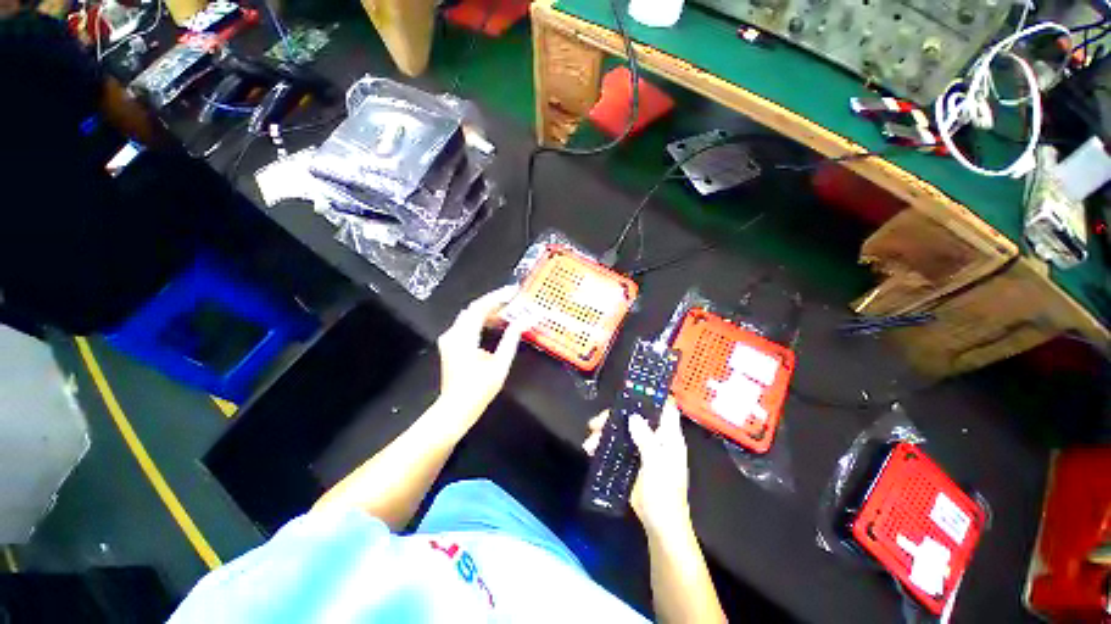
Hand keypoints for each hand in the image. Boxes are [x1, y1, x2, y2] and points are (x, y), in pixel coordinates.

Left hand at [436, 286, 529, 418]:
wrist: (456, 409)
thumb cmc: (479, 389)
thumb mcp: (500, 364)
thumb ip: (511, 338)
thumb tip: (525, 320)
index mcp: (463, 337)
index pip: (479, 307)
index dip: (497, 297)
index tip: (513, 292)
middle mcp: (453, 333)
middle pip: (474, 309)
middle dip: (494, 303)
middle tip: (514, 301)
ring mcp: (450, 339)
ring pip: (470, 316)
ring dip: (489, 312)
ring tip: (509, 311)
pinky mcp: (451, 344)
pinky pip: (467, 325)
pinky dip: (482, 321)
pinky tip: (496, 324)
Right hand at [584, 399, 691, 534]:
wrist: (660, 527)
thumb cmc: (664, 495)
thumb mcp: (656, 465)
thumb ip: (646, 440)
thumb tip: (633, 416)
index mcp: (669, 438)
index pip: (665, 409)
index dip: (652, 397)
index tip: (632, 391)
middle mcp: (656, 439)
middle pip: (636, 417)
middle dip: (615, 417)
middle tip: (596, 422)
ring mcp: (643, 449)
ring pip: (623, 430)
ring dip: (605, 432)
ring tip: (589, 442)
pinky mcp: (632, 459)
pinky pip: (617, 445)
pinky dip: (605, 444)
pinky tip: (591, 449)